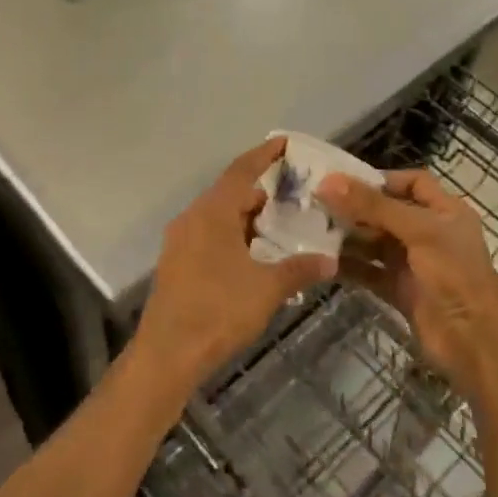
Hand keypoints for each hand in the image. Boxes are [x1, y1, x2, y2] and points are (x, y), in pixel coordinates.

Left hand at [134, 139, 336, 400]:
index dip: (264, 155)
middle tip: (293, 197)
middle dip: (260, 193)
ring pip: (218, 217)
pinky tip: (253, 257)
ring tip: (278, 228)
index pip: (241, 171)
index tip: (284, 143)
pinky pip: (208, 236)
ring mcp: (180, 241)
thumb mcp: (267, 289)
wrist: (168, 353)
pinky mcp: (176, 263)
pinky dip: (232, 236)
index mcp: (212, 213)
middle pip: (229, 193)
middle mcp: (192, 218)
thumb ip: (299, 269)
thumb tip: (330, 260)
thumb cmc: (219, 311)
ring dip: (246, 218)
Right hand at [318, 169, 497, 395]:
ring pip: (376, 243)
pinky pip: (370, 272)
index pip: (413, 183)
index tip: (345, 182)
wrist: (473, 341)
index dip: (383, 179)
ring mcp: (415, 264)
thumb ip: (373, 205)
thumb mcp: (417, 231)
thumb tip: (328, 181)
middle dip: (356, 209)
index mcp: (445, 211)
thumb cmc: (454, 275)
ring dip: (349, 237)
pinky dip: (350, 267)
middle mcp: (430, 233)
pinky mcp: (401, 291)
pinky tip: (324, 262)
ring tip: (313, 231)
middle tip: (317, 206)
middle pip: (388, 212)